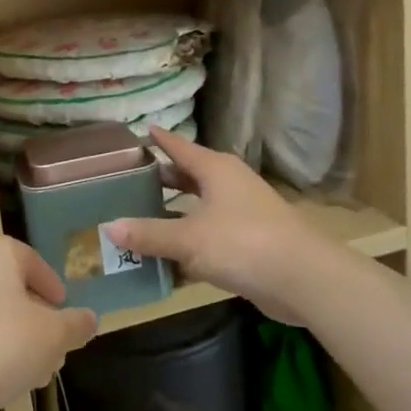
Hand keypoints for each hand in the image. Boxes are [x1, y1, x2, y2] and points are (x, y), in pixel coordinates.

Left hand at [0, 234, 97, 410]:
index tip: (64, 314)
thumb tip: (90, 319)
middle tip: (50, 347)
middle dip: (34, 317)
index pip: (35, 263)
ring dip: (10, 333)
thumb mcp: (53, 338)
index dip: (54, 290)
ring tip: (27, 369)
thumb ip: (76, 325)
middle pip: (10, 286)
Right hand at [103, 128, 342, 324]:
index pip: (180, 147)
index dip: (159, 140)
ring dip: (172, 217)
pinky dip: (187, 246)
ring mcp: (241, 215)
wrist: (302, 278)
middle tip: (126, 182)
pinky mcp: (248, 244)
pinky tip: (164, 263)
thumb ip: (149, 233)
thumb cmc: (243, 243)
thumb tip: (108, 227)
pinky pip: (208, 239)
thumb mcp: (188, 238)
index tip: (140, 131)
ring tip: (138, 221)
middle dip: (161, 180)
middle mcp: (229, 186)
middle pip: (188, 177)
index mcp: (216, 170)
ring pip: (198, 210)